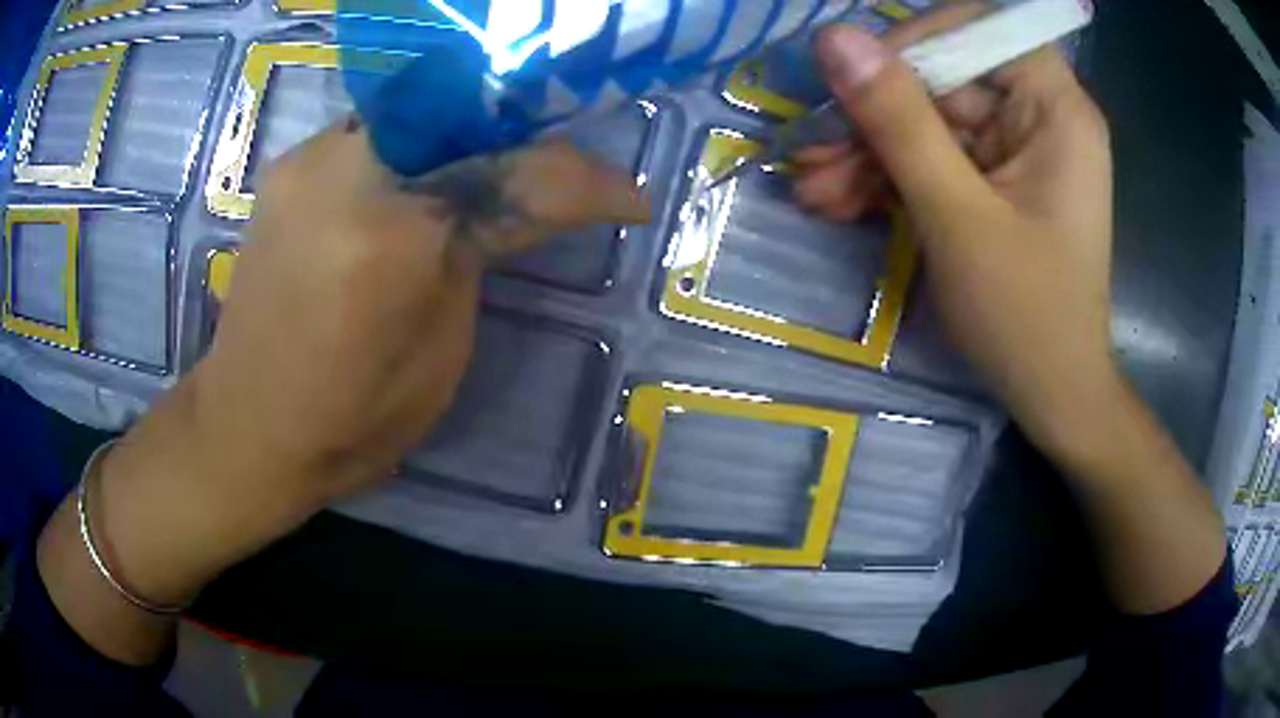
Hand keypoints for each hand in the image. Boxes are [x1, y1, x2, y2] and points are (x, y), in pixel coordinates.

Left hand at [38, 115, 648, 663]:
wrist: (248, 428)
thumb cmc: (352, 420)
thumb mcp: (443, 347)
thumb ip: (482, 251)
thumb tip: (525, 201)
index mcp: (390, 235)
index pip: (513, 174)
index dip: (583, 180)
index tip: (627, 196)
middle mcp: (340, 171)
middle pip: (460, 111)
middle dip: (520, 129)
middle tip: (556, 164)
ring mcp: (305, 161)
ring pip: (414, 111)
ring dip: (465, 133)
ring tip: (496, 167)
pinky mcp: (288, 169)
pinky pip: (373, 132)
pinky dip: (414, 146)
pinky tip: (425, 179)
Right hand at [796, 7, 1116, 462]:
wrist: (1053, 397)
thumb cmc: (1026, 317)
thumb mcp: (957, 216)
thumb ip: (898, 121)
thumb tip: (834, 38)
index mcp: (1055, 109)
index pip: (978, 27)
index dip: (913, 40)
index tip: (854, 78)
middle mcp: (1038, 116)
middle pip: (942, 78)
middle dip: (874, 117)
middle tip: (811, 153)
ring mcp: (1015, 150)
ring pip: (927, 122)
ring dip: (868, 155)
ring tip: (813, 192)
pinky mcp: (994, 181)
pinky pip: (934, 159)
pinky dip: (889, 180)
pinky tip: (840, 204)